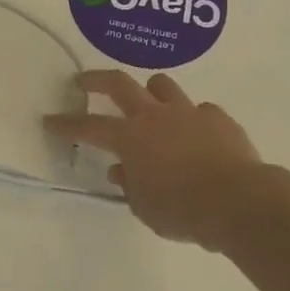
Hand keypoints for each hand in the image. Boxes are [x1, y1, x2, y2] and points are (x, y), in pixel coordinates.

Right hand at [43, 70, 268, 251]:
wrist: (239, 202)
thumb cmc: (183, 210)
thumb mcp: (145, 207)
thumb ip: (130, 185)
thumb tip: (122, 171)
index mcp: (130, 138)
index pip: (88, 127)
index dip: (66, 124)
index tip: (50, 119)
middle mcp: (154, 116)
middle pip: (119, 84)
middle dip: (97, 79)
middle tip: (84, 80)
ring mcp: (188, 112)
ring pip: (162, 85)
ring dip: (151, 91)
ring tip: (149, 102)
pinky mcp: (218, 117)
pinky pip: (200, 110)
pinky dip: (192, 119)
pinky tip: (197, 136)